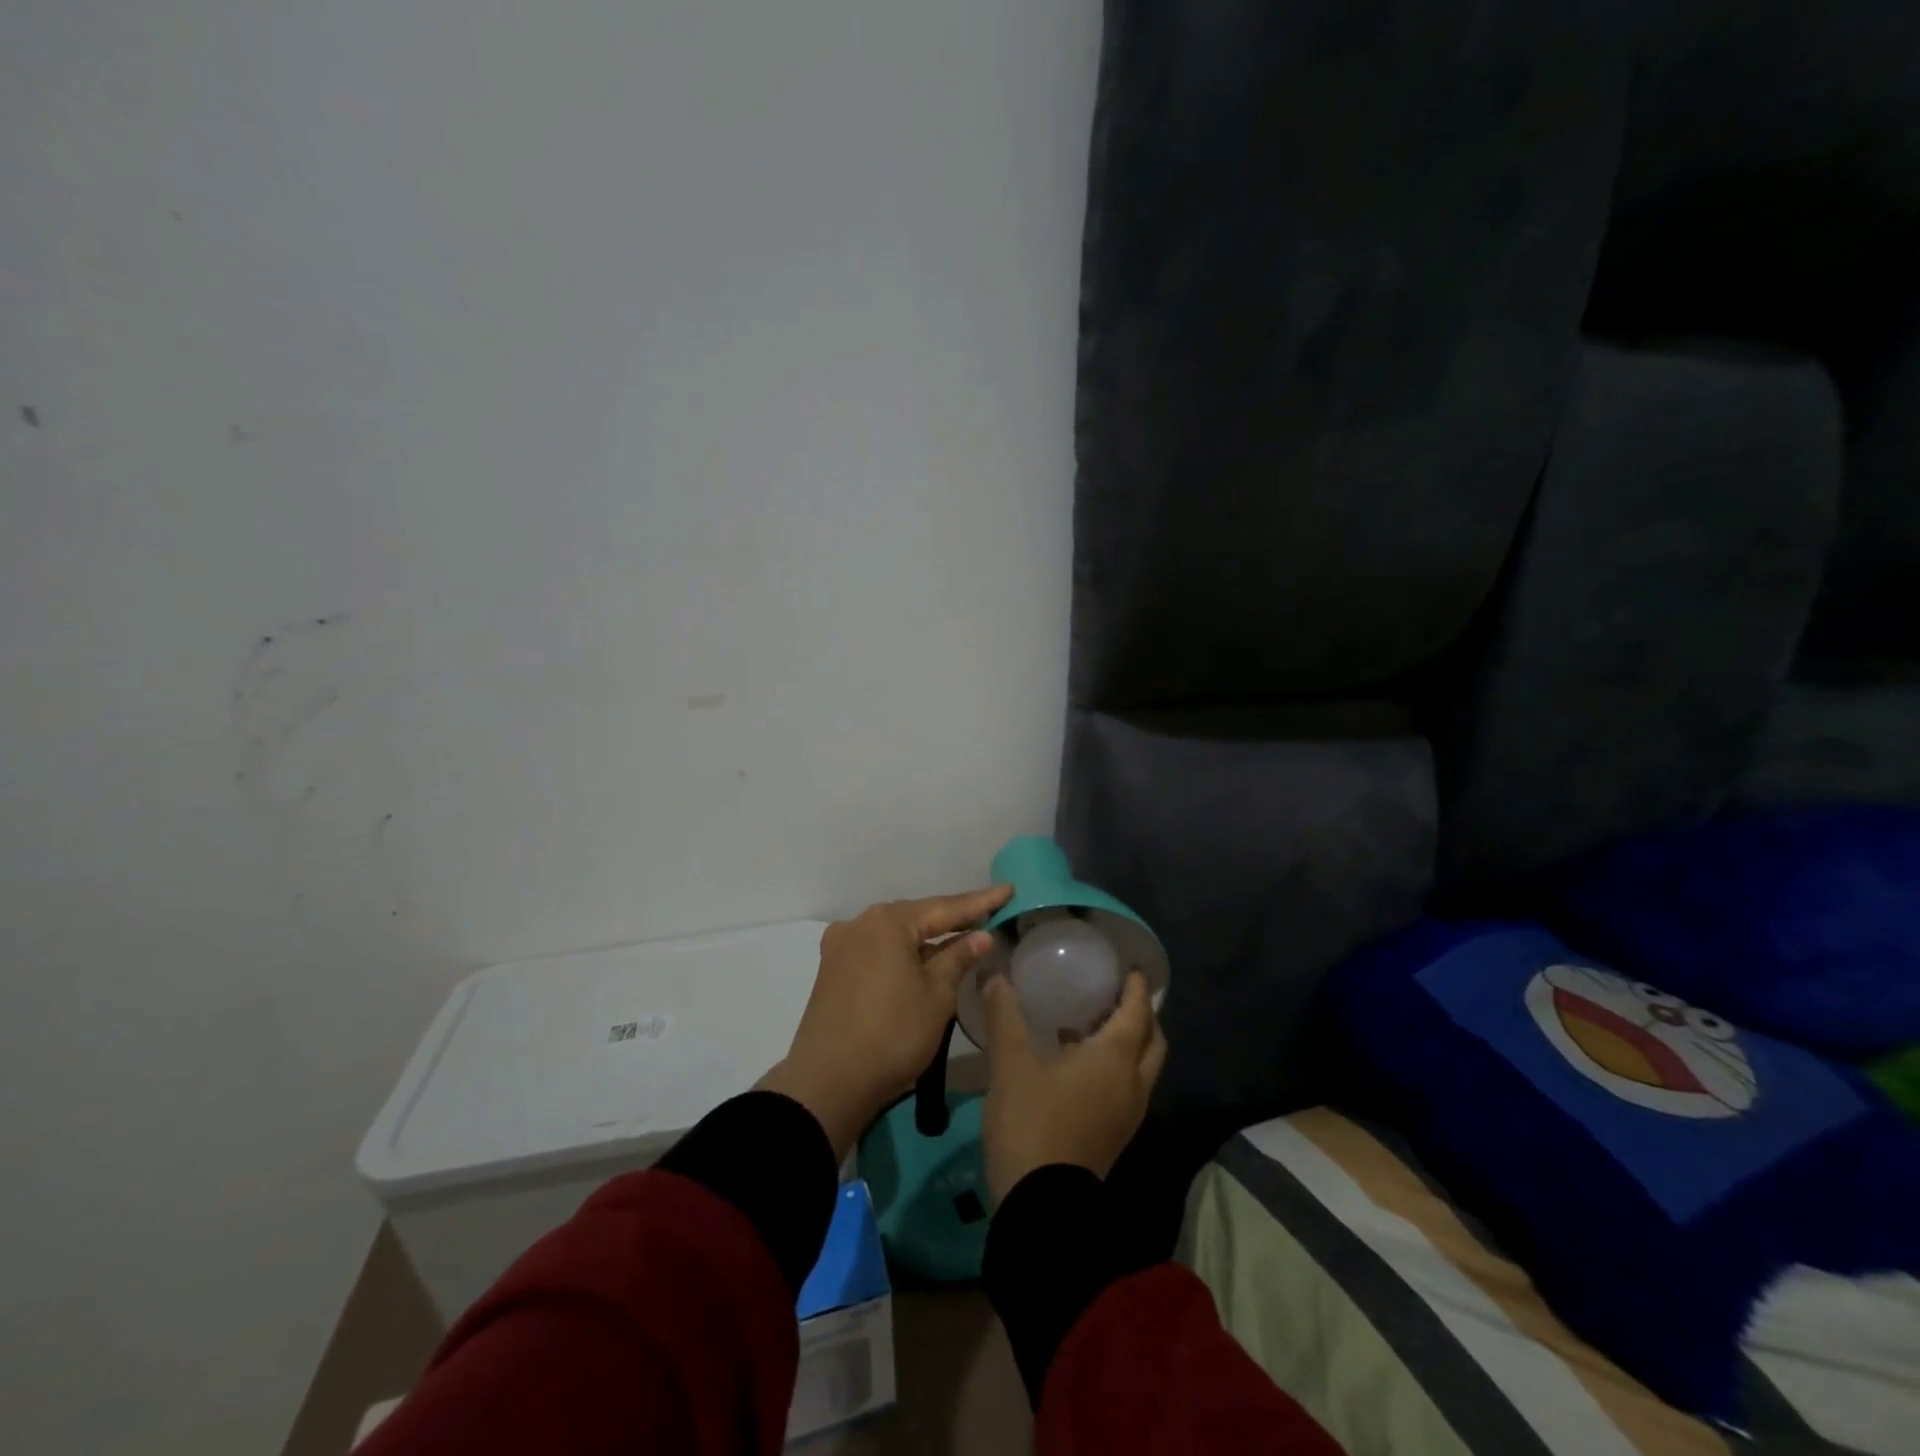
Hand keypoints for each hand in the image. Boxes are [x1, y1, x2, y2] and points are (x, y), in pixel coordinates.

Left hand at [759, 885, 1011, 1160]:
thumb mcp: (936, 996)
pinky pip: (878, 950)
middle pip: (916, 916)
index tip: (1008, 889)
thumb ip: (958, 958)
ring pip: (895, 934)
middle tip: (987, 914)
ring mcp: (841, 946)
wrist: (827, 1083)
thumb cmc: (892, 1034)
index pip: (945, 907)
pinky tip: (920, 959)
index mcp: (888, 922)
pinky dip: (903, 952)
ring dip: (926, 937)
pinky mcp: (832, 970)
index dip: (980, 902)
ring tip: (959, 936)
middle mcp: (861, 924)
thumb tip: (980, 935)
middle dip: (951, 917)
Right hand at [981, 969, 1166, 1203]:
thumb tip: (993, 974)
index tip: (1131, 968)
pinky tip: (1075, 1061)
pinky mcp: (1114, 1134)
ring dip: (1127, 1041)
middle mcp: (1132, 1083)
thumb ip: (1004, 1014)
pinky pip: (1127, 1086)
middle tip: (1115, 994)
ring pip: (1141, 1066)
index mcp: (1115, 1058)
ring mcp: (1127, 1114)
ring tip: (1091, 1022)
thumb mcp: (1011, 1062)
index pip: (1138, 1012)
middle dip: (1141, 1015)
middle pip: (1152, 1040)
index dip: (1138, 988)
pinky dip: (1115, 1065)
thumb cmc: (1032, 1121)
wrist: (1041, 1205)